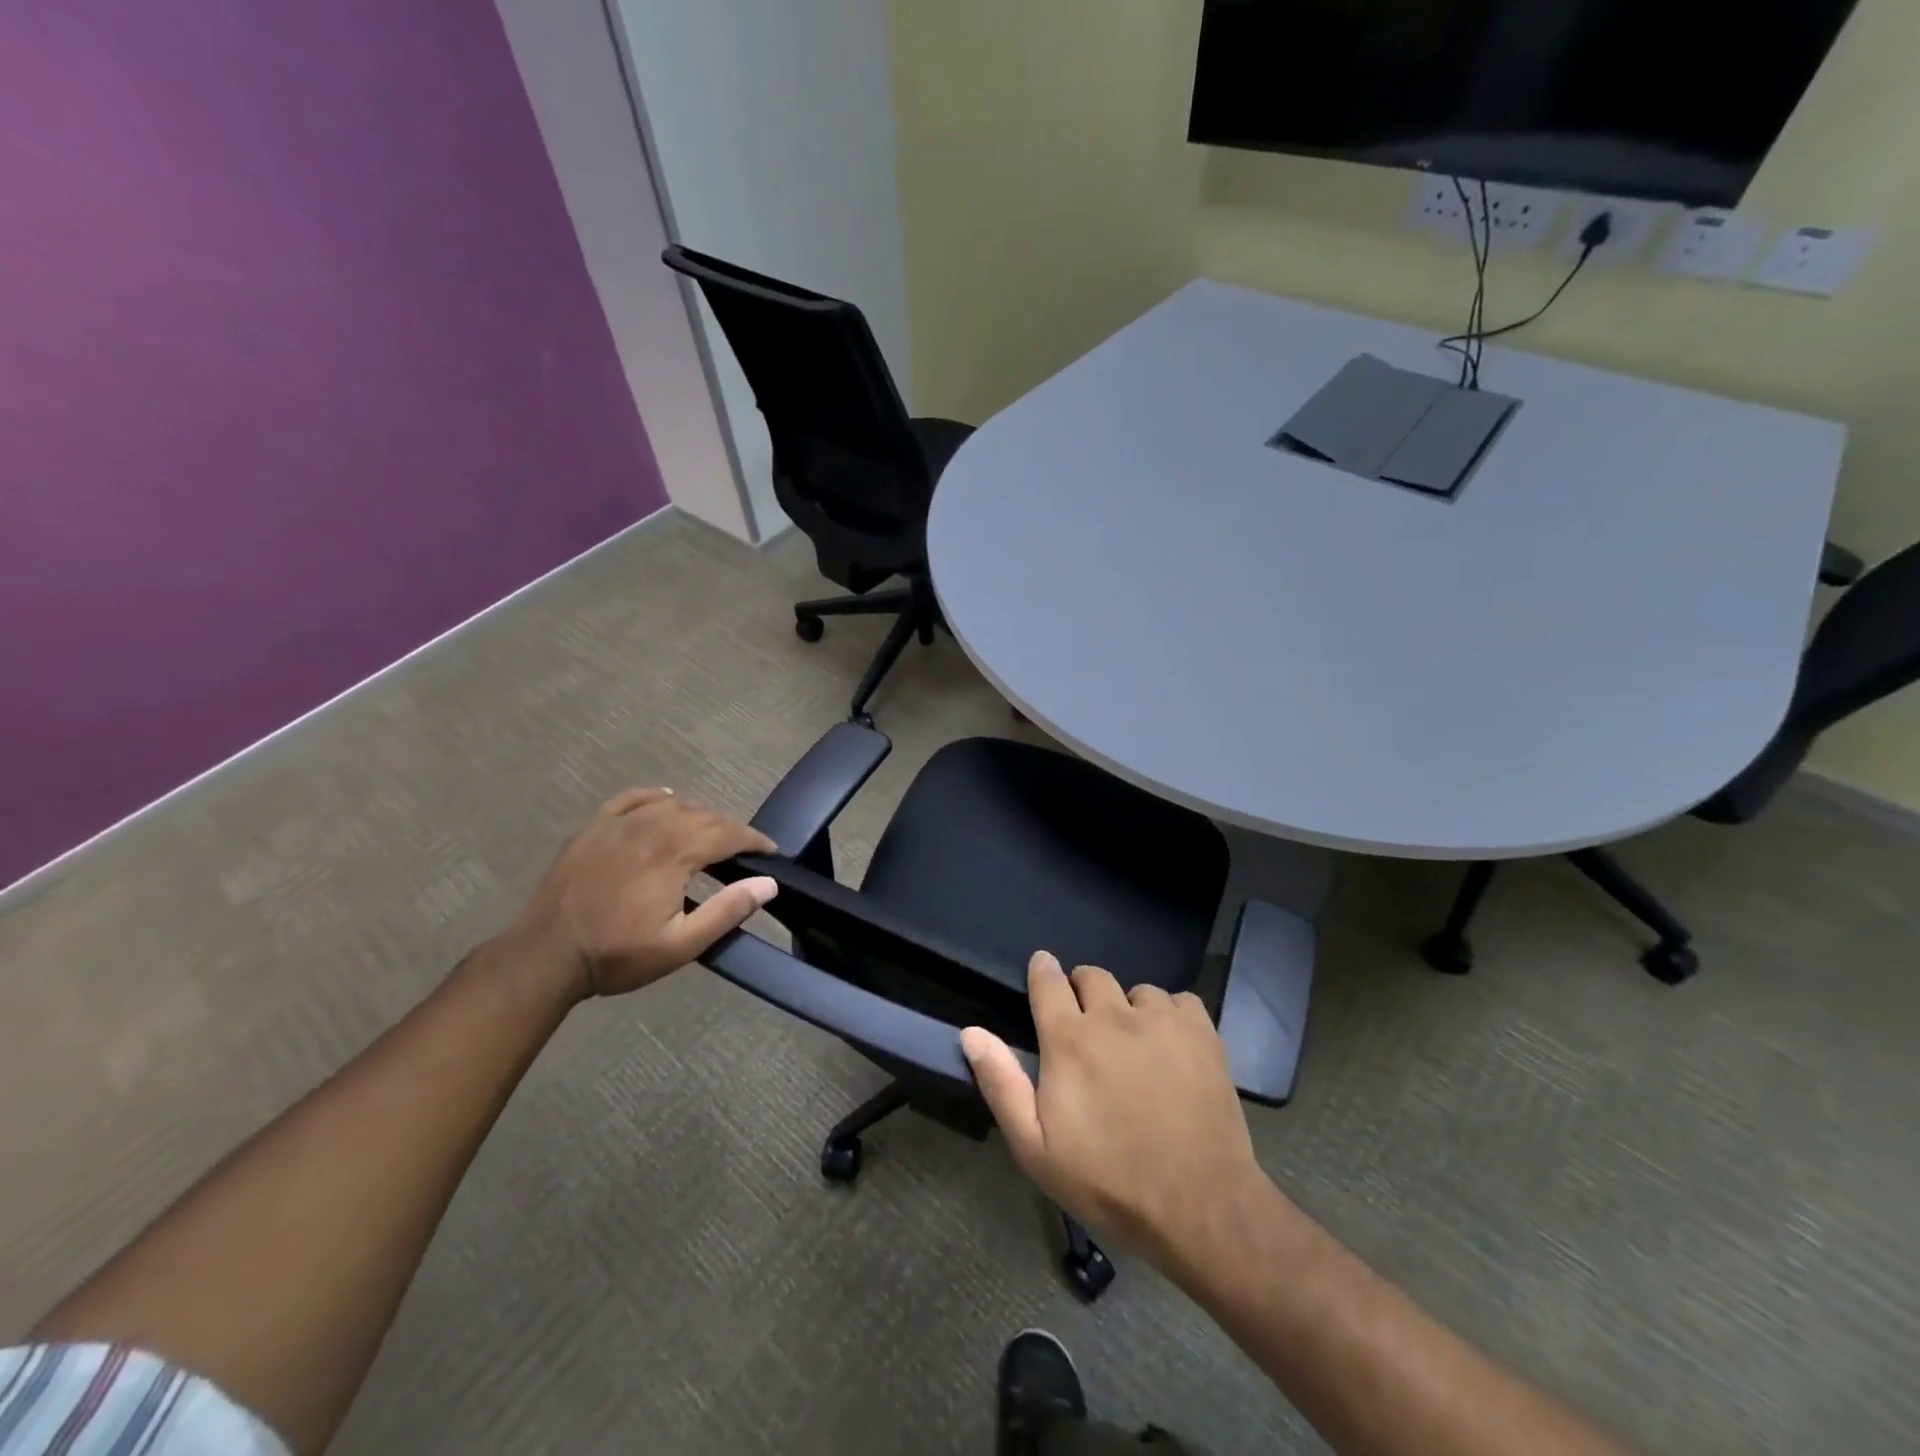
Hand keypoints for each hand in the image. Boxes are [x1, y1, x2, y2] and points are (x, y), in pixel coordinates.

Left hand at [510, 788, 777, 1003]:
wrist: (544, 957)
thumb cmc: (616, 955)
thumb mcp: (680, 945)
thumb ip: (727, 911)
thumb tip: (768, 883)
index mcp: (674, 853)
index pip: (728, 833)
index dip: (754, 840)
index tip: (771, 852)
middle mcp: (651, 826)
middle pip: (704, 815)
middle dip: (731, 829)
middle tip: (744, 851)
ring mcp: (619, 823)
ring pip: (673, 804)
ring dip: (700, 815)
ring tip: (710, 834)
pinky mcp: (594, 827)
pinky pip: (633, 798)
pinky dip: (656, 796)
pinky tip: (666, 799)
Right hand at [961, 952, 1264, 1266]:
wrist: (1199, 1206)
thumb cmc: (1108, 1181)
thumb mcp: (1036, 1148)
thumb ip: (1001, 1084)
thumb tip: (972, 1033)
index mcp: (1069, 1039)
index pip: (1048, 981)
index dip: (1043, 971)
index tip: (1042, 970)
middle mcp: (1114, 1016)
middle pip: (1092, 976)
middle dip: (1083, 992)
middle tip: (1087, 1028)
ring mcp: (1162, 1020)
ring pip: (1137, 991)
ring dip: (1129, 1009)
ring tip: (1135, 1046)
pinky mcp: (1202, 1032)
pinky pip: (1180, 1001)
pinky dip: (1171, 1016)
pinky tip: (1173, 1048)